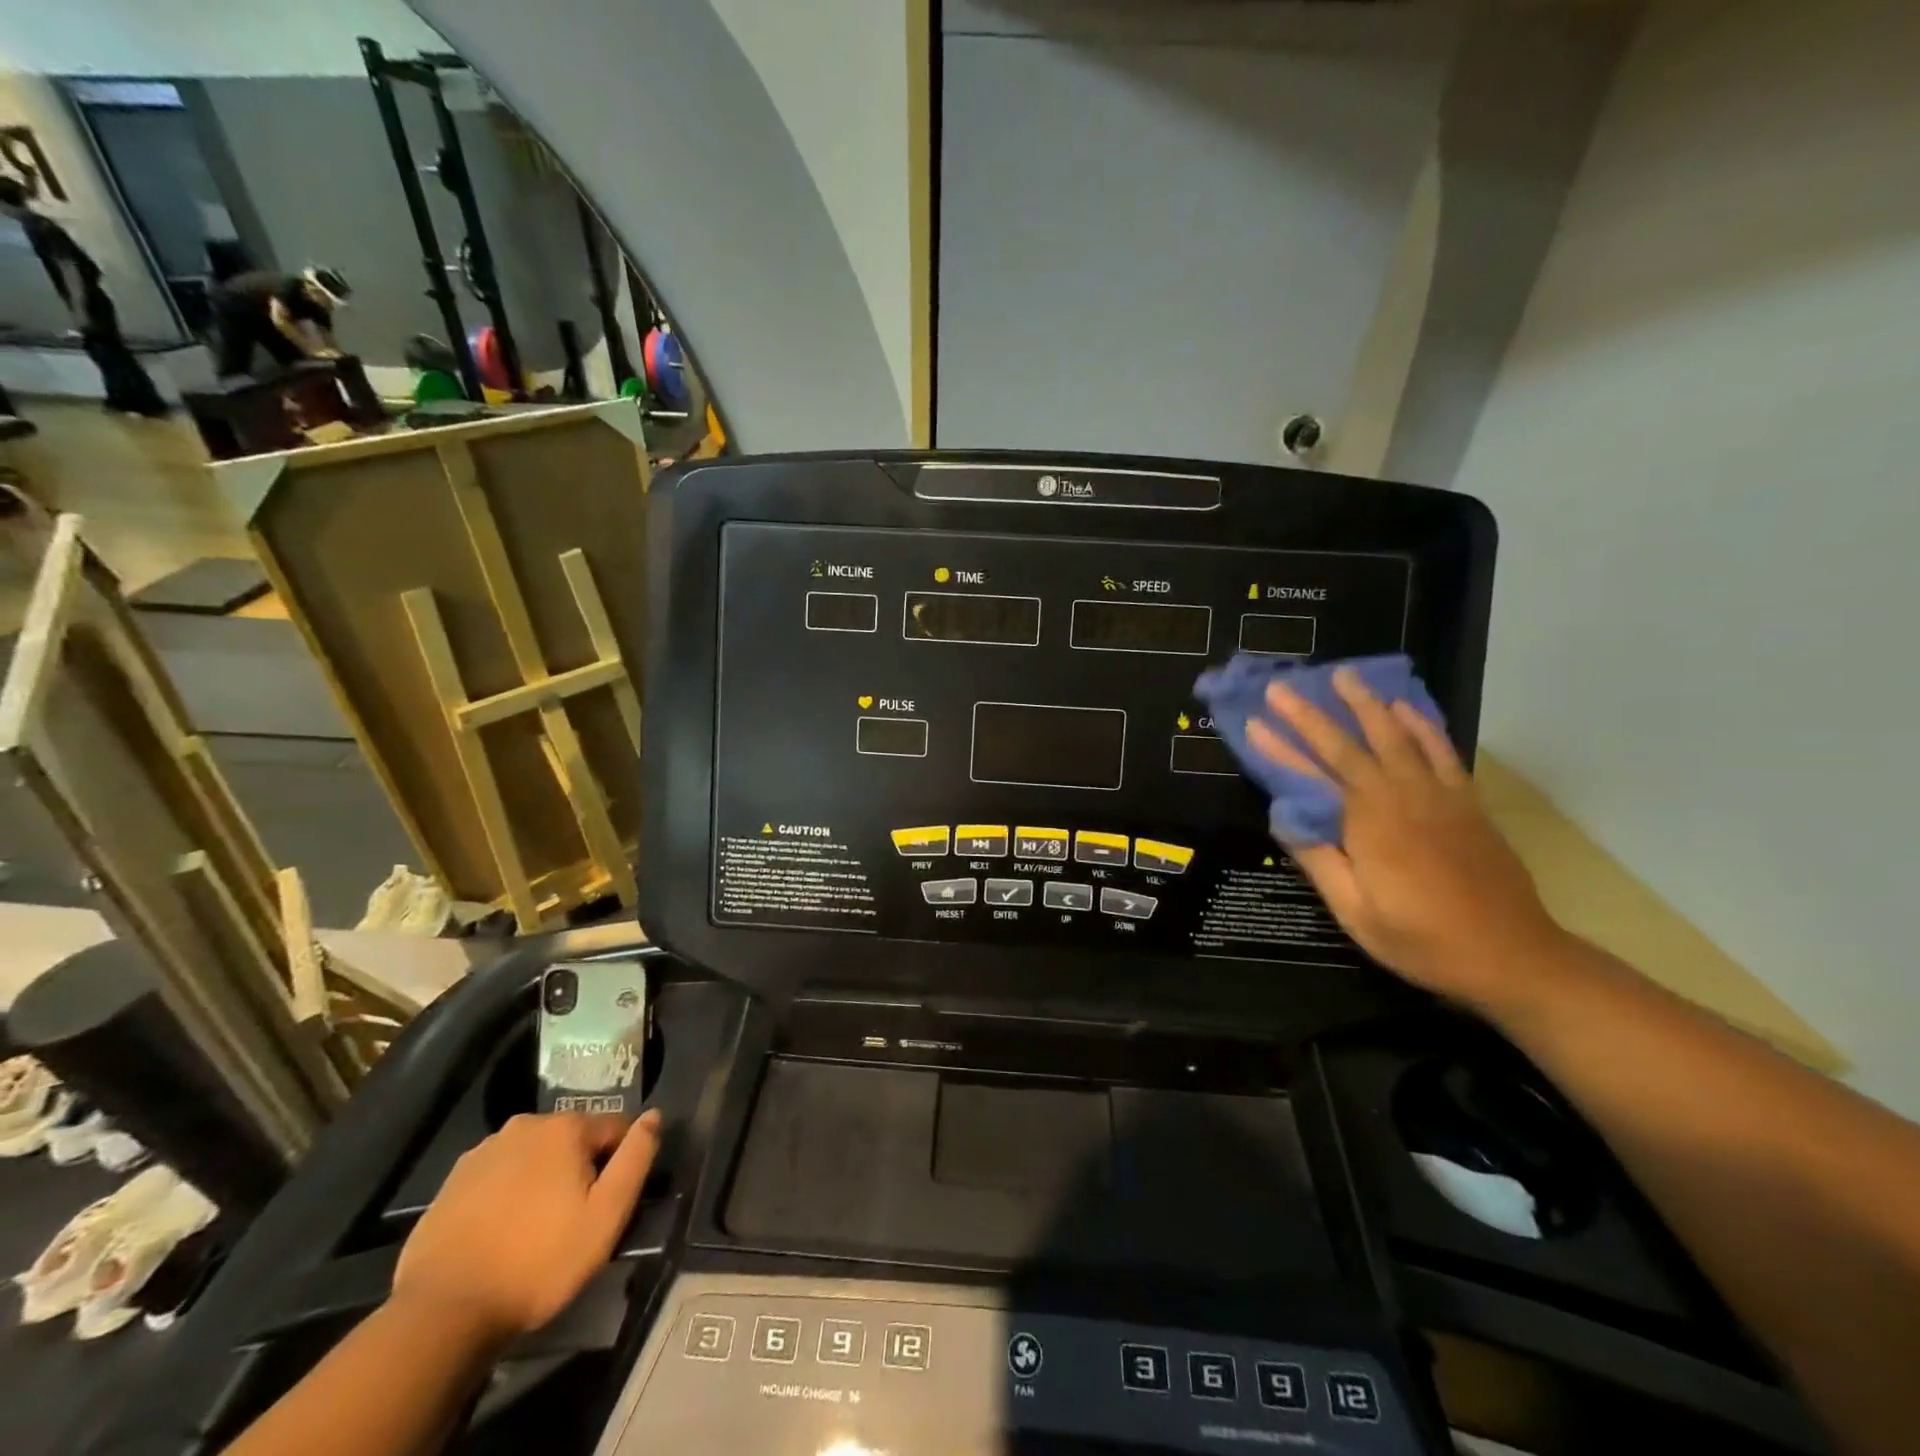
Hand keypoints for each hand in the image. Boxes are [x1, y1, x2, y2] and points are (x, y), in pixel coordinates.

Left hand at [391, 1109, 661, 1344]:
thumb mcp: (606, 1215)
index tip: (610, 1204)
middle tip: (574, 1220)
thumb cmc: (538, 1262)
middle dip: (580, 1169)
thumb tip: (654, 1116)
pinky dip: (507, 1194)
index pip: (615, 1128)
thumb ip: (636, 1158)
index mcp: (565, 1127)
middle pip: (572, 1140)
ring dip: (543, 1179)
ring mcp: (483, 1152)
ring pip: (533, 1156)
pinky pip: (498, 1176)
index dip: (620, 1164)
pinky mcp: (452, 1181)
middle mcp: (525, 1125)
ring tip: (535, 1230)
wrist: (442, 1313)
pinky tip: (501, 1233)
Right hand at [1247, 668, 1565, 1003]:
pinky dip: (1421, 726)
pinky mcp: (1466, 803)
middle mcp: (1402, 797)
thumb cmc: (1422, 940)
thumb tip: (1284, 817)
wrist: (1511, 956)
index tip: (1254, 721)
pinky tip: (1406, 709)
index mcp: (1369, 823)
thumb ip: (1319, 860)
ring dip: (1367, 704)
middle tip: (1284, 686)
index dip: (1281, 746)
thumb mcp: (1356, 912)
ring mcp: (1439, 796)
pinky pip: (1441, 751)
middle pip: (1352, 744)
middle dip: (1313, 713)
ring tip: (1344, 677)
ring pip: (1397, 736)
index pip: (1314, 774)